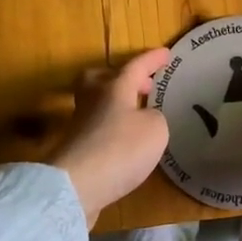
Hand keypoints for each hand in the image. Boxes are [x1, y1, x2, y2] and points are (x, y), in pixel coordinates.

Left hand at [50, 47, 171, 227]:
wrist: (75, 187)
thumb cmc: (120, 149)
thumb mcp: (155, 129)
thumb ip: (155, 117)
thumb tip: (144, 118)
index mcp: (114, 89)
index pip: (135, 66)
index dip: (152, 60)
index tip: (166, 53)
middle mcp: (93, 102)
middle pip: (100, 78)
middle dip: (119, 77)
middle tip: (140, 85)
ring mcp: (80, 126)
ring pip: (96, 104)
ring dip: (115, 105)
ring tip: (136, 116)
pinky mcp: (75, 151)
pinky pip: (95, 129)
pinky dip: (111, 129)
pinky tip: (124, 143)